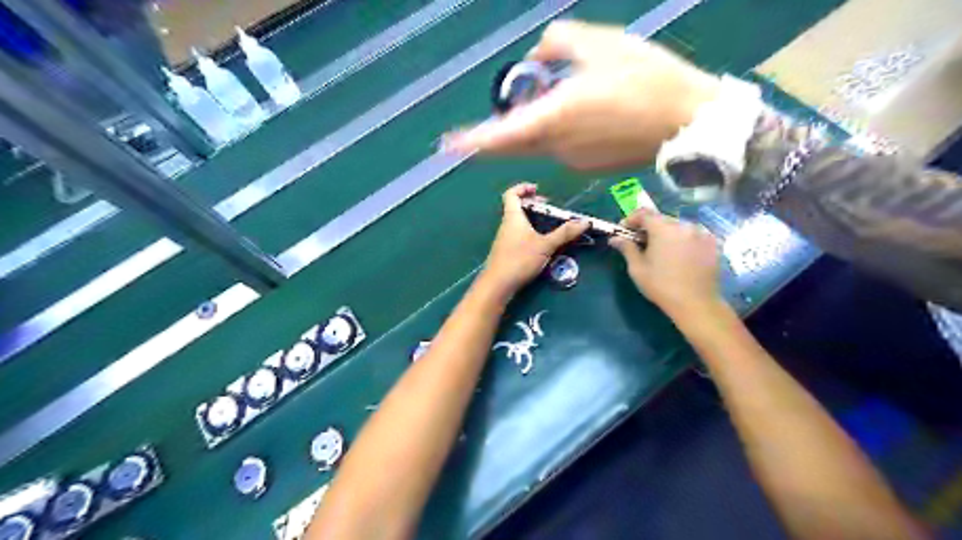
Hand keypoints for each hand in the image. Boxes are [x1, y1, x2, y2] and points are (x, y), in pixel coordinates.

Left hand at [439, 19, 716, 167]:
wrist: (685, 123)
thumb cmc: (646, 79)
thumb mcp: (602, 43)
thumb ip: (559, 43)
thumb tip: (537, 55)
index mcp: (555, 117)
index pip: (502, 134)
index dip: (474, 140)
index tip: (449, 147)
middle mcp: (557, 147)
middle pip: (515, 144)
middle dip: (497, 135)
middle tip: (497, 119)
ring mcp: (572, 162)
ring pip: (540, 145)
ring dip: (537, 126)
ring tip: (568, 99)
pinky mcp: (588, 168)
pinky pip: (563, 150)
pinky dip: (559, 134)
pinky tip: (588, 117)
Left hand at [486, 184, 590, 294]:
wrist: (498, 284)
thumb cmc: (519, 259)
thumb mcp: (545, 245)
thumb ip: (565, 233)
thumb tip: (585, 221)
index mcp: (513, 217)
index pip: (511, 194)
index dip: (523, 188)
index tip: (538, 189)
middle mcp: (506, 225)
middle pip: (516, 207)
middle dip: (533, 204)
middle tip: (549, 208)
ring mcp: (505, 239)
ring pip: (518, 222)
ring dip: (532, 220)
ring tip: (548, 226)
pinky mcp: (506, 252)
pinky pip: (518, 235)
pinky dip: (529, 232)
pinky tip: (541, 243)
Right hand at [611, 206, 716, 316]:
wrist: (695, 303)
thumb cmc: (661, 286)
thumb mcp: (637, 268)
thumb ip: (627, 248)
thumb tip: (615, 238)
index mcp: (663, 228)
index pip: (644, 213)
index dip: (631, 219)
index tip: (625, 231)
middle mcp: (684, 225)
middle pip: (662, 219)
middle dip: (650, 228)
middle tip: (642, 244)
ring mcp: (701, 233)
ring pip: (678, 227)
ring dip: (667, 234)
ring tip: (662, 252)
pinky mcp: (712, 243)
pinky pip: (693, 235)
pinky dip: (683, 241)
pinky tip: (680, 257)